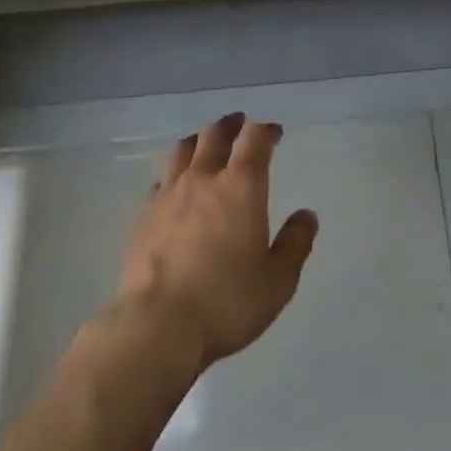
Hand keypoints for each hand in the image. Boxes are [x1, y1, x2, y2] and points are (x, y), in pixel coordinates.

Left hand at [112, 113, 318, 372]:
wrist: (157, 326)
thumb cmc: (226, 301)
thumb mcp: (277, 281)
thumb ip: (295, 244)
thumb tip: (307, 215)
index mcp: (241, 185)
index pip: (255, 139)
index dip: (266, 130)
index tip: (274, 132)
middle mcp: (204, 178)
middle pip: (215, 134)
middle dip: (230, 125)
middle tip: (239, 124)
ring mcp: (169, 194)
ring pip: (183, 150)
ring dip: (199, 140)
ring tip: (204, 143)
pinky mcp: (143, 215)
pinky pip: (161, 181)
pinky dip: (173, 176)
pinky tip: (174, 188)